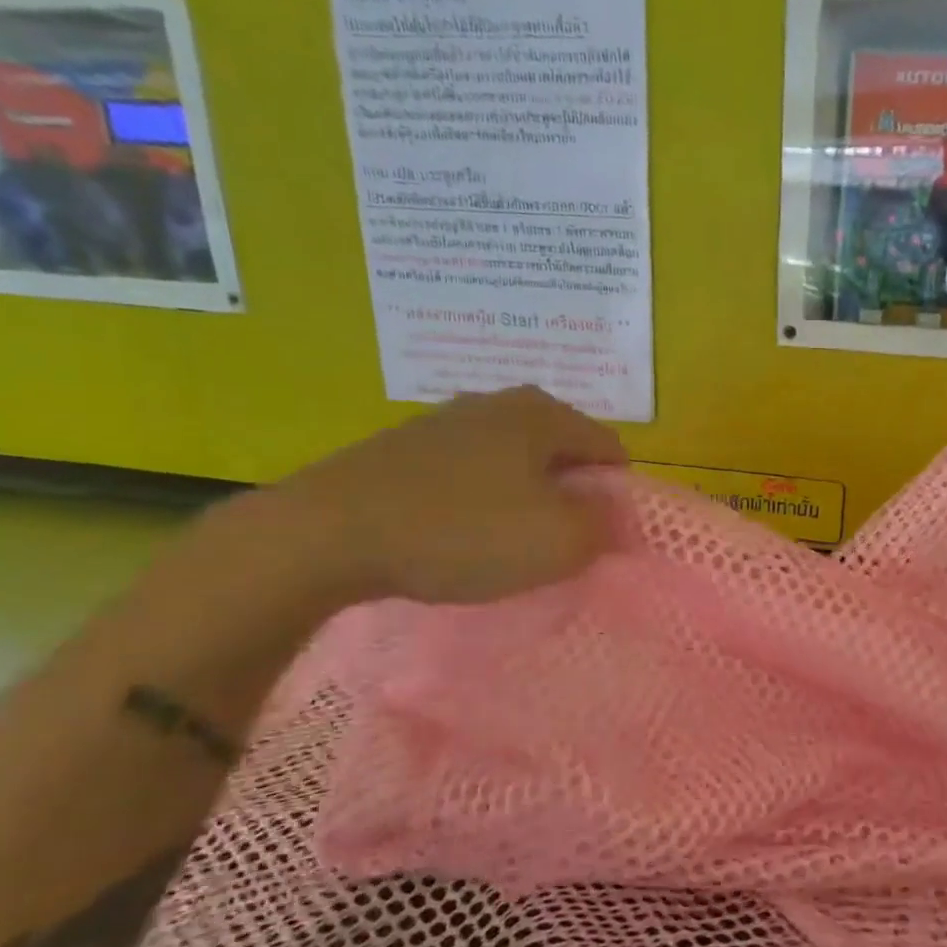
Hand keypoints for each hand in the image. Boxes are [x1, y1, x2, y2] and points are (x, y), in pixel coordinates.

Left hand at [243, 386, 625, 607]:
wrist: (328, 533)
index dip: (617, 493)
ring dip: (523, 498)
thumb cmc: (463, 531)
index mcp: (542, 415)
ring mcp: (445, 422)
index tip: (602, 536)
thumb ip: (603, 526)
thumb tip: (617, 516)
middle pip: (560, 451)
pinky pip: (467, 473)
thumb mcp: (558, 541)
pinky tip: (461, 535)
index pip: (609, 447)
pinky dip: (479, 501)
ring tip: (509, 543)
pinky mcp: (405, 448)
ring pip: (512, 461)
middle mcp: (497, 404)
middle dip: (570, 494)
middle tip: (560, 542)